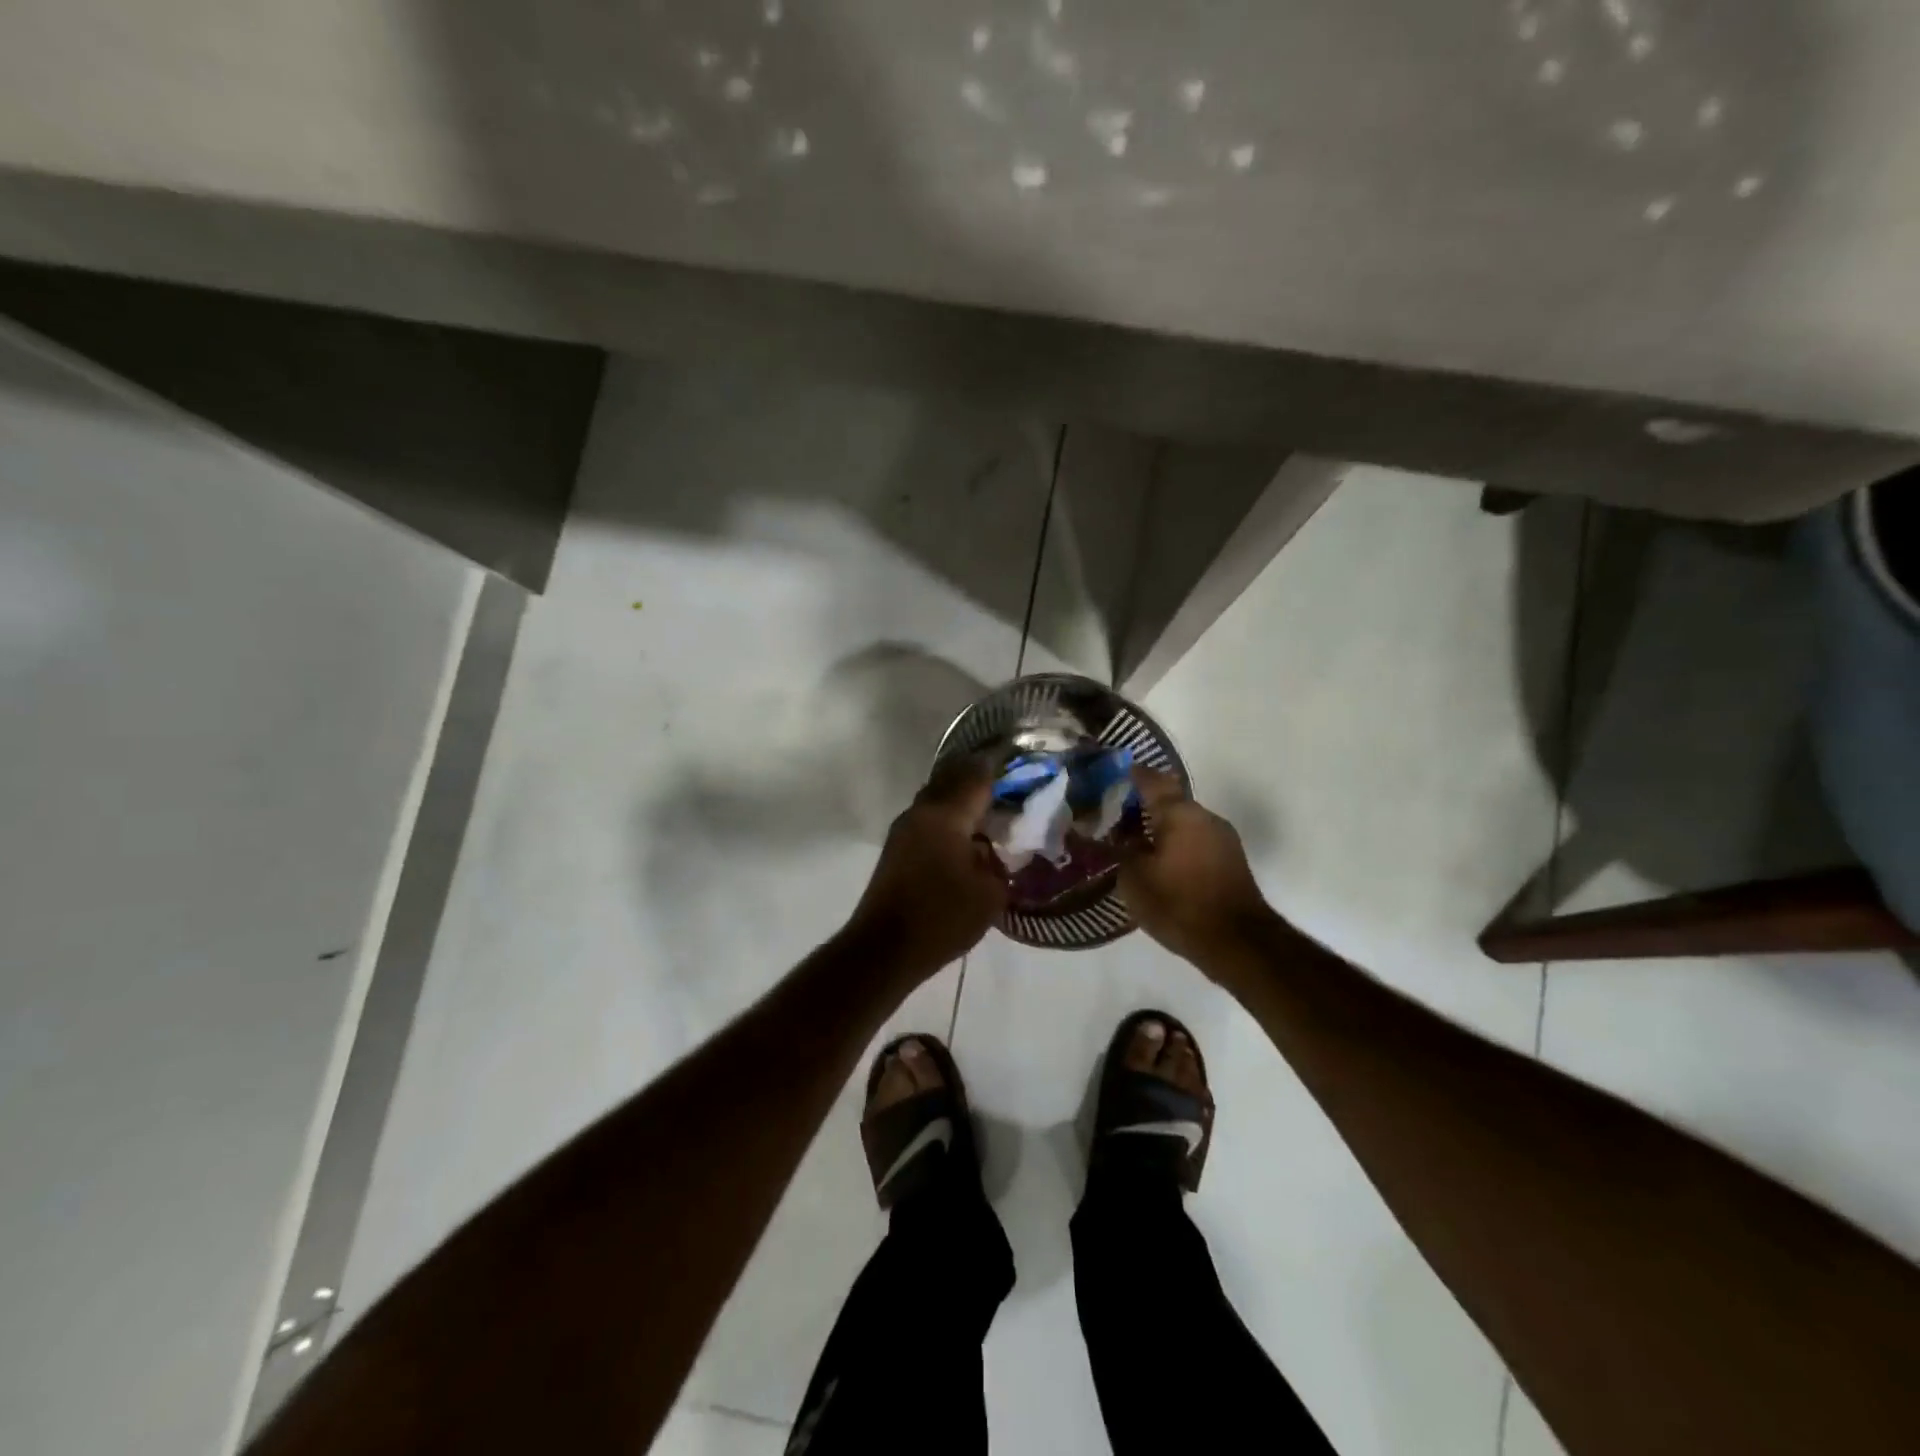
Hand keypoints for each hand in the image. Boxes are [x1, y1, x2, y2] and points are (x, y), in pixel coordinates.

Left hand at [846, 756, 1007, 981]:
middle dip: (979, 774)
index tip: (1020, 757)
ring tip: (989, 803)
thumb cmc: (941, 918)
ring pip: (937, 795)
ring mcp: (904, 828)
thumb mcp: (989, 893)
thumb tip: (993, 848)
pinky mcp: (897, 847)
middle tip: (1008, 779)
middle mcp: (922, 811)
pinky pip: (928, 815)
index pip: (977, 776)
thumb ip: (998, 862)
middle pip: (952, 777)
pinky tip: (964, 831)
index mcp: (946, 815)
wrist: (884, 948)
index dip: (1000, 764)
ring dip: (960, 793)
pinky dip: (948, 812)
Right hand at [1120, 767, 1274, 968]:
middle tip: (1115, 818)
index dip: (1132, 776)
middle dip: (1143, 808)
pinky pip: (1196, 843)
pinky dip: (1176, 847)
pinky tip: (1159, 865)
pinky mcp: (1231, 863)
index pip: (1152, 781)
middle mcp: (1205, 817)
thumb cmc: (1179, 903)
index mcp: (1180, 813)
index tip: (1114, 774)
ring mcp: (1223, 839)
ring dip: (1161, 830)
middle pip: (1170, 803)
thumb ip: (1122, 851)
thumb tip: (1120, 837)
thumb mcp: (1134, 878)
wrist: (1238, 943)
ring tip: (1134, 845)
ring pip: (1184, 824)